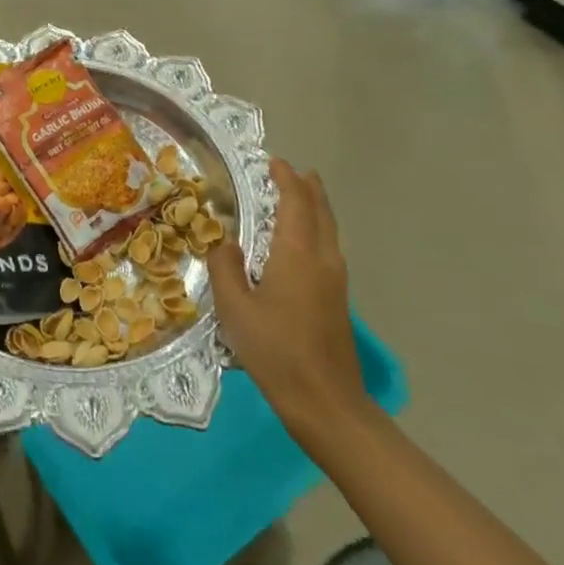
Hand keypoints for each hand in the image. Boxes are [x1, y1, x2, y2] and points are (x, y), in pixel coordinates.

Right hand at [206, 161, 370, 451]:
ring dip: (316, 207)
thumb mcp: (234, 308)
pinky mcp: (339, 299)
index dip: (285, 179)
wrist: (326, 402)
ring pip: (330, 230)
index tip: (273, 162)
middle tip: (294, 171)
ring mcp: (336, 280)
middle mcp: (323, 258)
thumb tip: (224, 240)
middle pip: (321, 211)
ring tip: (304, 195)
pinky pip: (330, 247)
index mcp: (297, 253)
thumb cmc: (276, 350)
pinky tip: (305, 242)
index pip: (295, 202)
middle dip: (308, 187)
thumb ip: (225, 266)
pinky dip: (319, 228)